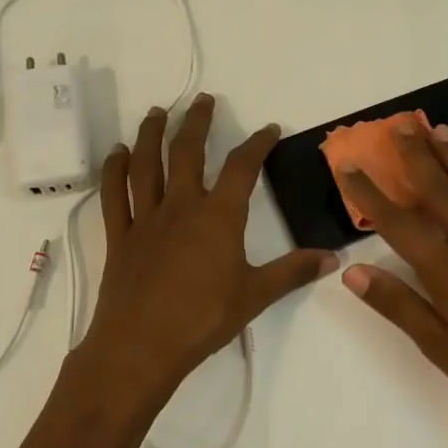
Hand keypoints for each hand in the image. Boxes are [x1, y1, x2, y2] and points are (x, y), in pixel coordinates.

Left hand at [79, 93, 336, 399]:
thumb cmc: (203, 319)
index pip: (241, 168)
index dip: (257, 144)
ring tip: (157, 112)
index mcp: (218, 217)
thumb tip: (333, 258)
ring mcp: (146, 219)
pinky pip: (115, 194)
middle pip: (187, 152)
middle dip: (196, 122)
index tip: (269, 129)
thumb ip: (293, 271)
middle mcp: (181, 206)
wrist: (141, 347)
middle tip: (202, 100)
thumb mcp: (255, 295)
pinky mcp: (120, 236)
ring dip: (151, 134)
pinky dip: (114, 170)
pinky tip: (117, 153)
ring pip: (146, 165)